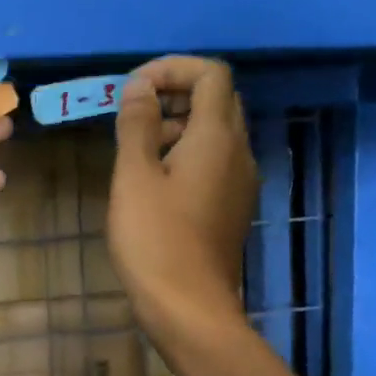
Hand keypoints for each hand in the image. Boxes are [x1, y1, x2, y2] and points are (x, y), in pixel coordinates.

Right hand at [108, 56, 255, 347]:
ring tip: (138, 146)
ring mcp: (240, 182)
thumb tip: (140, 87)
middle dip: (177, 92)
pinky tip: (156, 180)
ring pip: (218, 132)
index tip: (134, 88)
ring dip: (181, 123)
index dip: (173, 68)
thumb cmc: (155, 239)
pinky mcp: (233, 207)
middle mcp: (238, 152)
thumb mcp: (134, 177)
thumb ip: (137, 125)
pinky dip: (188, 152)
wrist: (189, 307)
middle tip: (135, 111)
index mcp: (217, 137)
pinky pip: (216, 161)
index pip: (210, 74)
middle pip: (218, 99)